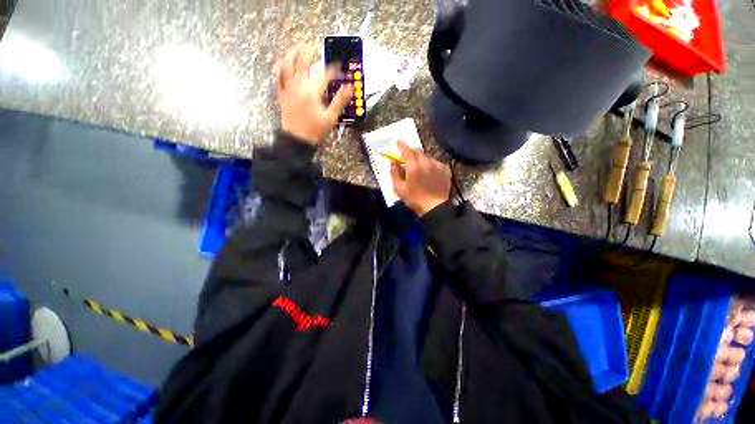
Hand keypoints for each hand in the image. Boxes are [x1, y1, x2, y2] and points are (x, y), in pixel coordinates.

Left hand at [276, 44, 352, 143]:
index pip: (325, 74)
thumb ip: (340, 101)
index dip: (333, 68)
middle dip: (309, 51)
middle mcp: (299, 86)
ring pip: (287, 65)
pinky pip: (278, 76)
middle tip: (315, 46)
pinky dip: (280, 67)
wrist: (297, 139)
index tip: (338, 65)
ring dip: (292, 54)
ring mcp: (288, 89)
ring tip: (298, 48)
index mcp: (312, 92)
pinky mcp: (282, 94)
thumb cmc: (314, 130)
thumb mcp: (330, 117)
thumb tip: (349, 88)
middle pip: (302, 62)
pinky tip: (283, 62)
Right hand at [390, 141, 451, 215]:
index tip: (398, 142)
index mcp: (413, 166)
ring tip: (420, 168)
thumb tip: (393, 162)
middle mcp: (426, 162)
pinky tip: (430, 173)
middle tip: (408, 158)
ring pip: (427, 156)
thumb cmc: (414, 199)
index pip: (406, 150)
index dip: (401, 145)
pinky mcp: (445, 169)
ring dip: (421, 159)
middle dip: (411, 152)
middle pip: (417, 151)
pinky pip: (435, 162)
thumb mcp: (399, 188)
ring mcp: (437, 165)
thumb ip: (394, 173)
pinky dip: (431, 165)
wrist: (435, 207)